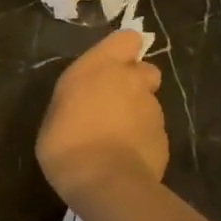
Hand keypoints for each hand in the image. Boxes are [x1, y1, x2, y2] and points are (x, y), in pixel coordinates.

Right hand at [37, 29, 167, 208]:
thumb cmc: (66, 143)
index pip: (127, 39)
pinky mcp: (164, 138)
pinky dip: (143, 140)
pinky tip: (126, 158)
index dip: (122, 51)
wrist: (105, 182)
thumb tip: (87, 103)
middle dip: (135, 82)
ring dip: (137, 114)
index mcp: (101, 66)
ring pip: (149, 103)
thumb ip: (77, 99)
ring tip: (117, 139)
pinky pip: (153, 132)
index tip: (109, 67)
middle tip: (114, 103)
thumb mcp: (56, 114)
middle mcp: (132, 81)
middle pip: (145, 70)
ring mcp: (152, 109)